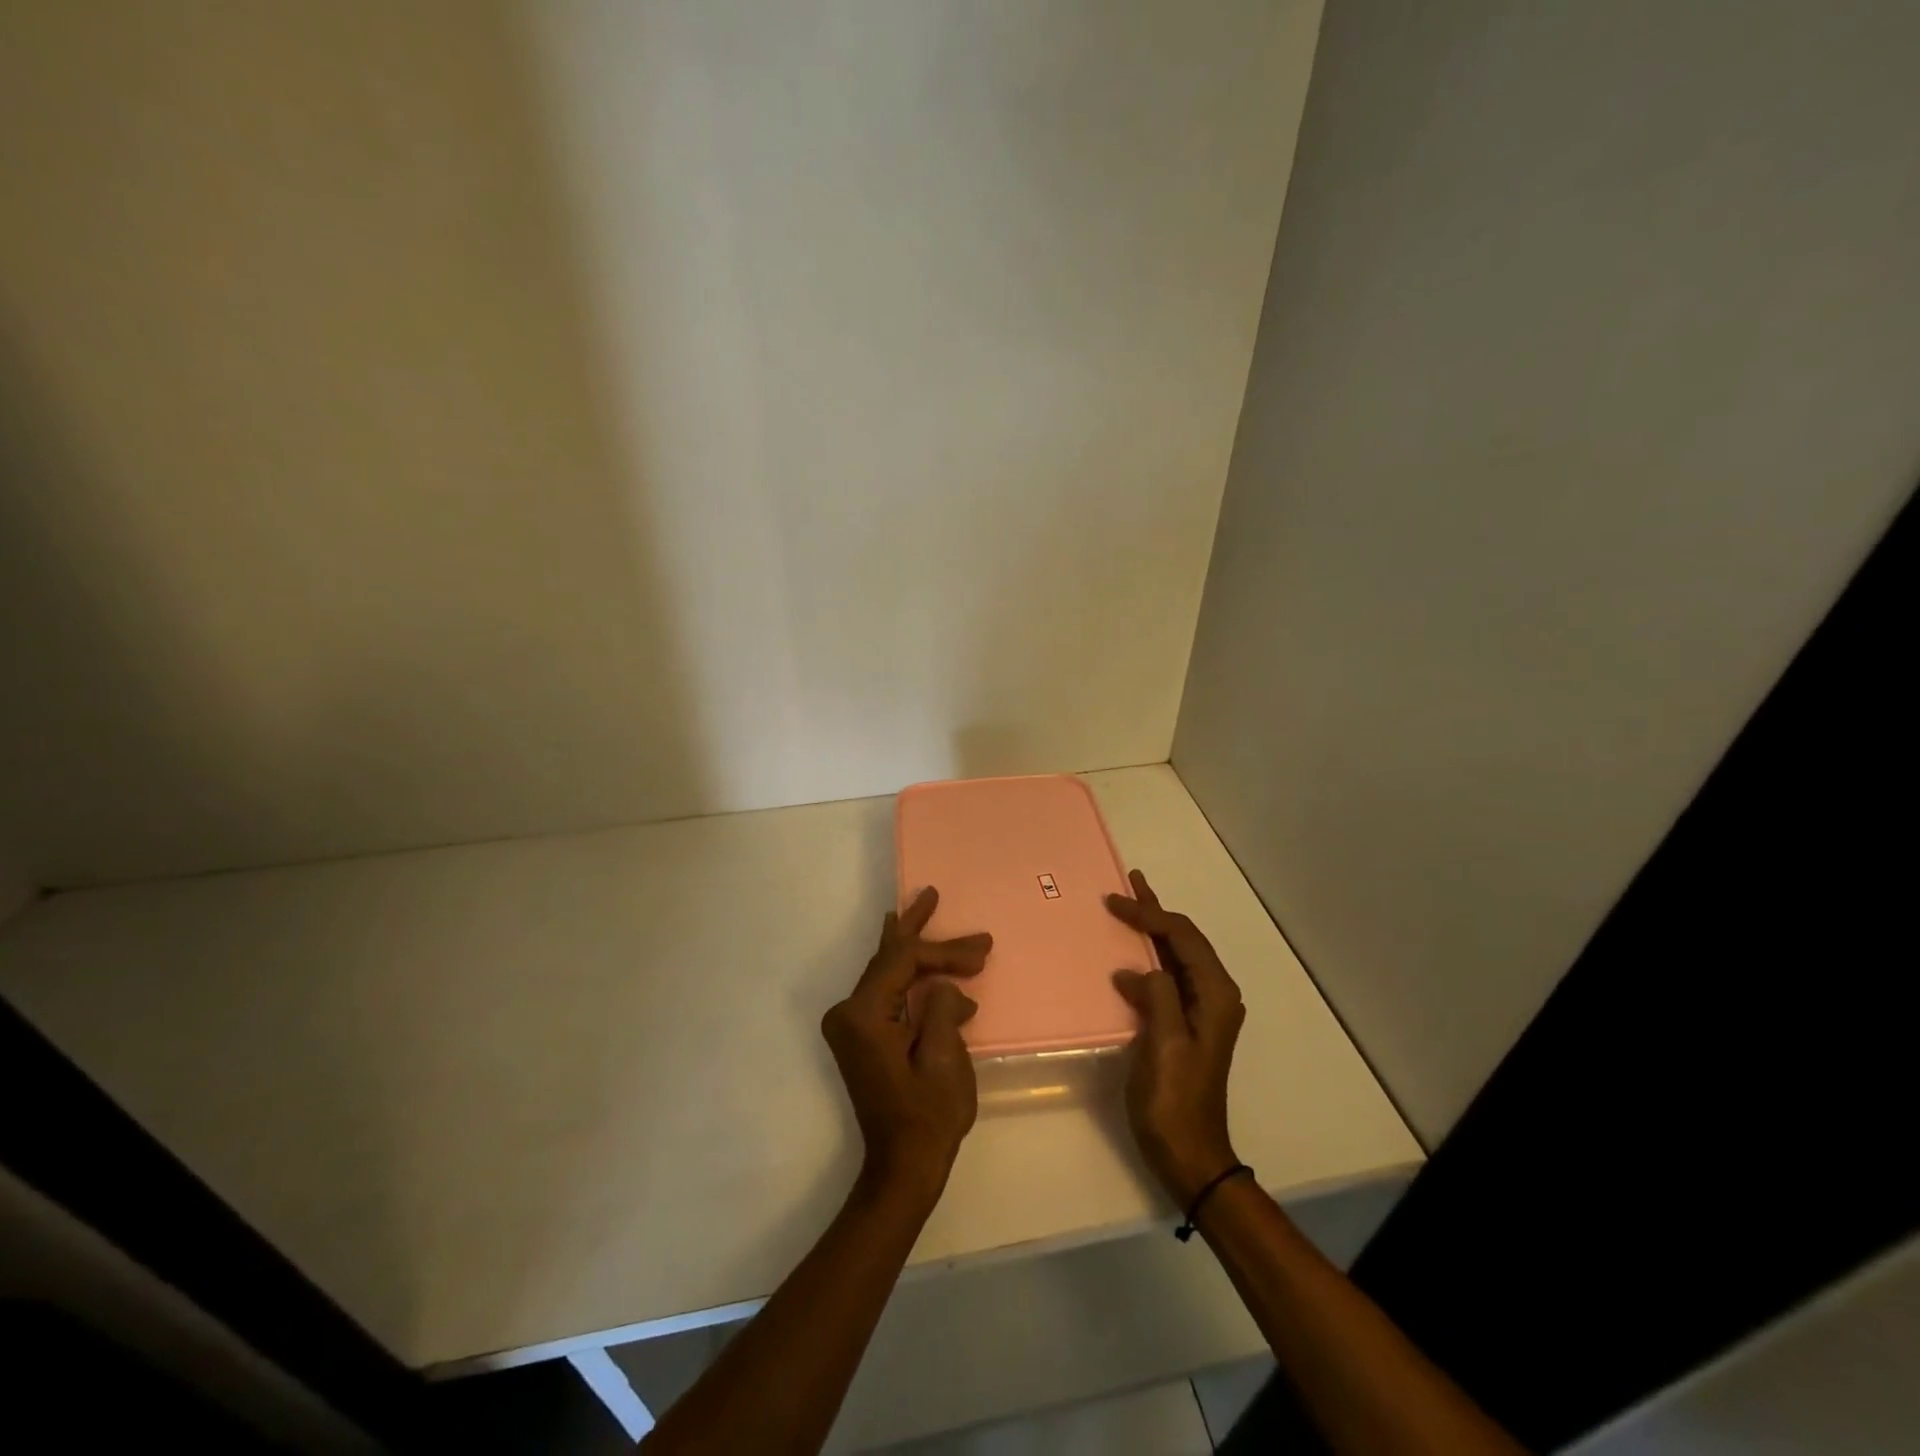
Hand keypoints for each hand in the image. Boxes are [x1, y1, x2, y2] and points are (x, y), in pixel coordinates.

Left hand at [820, 887, 992, 1205]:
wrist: (902, 1168)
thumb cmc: (926, 1116)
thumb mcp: (945, 1059)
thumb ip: (944, 1008)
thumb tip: (945, 988)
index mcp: (864, 1014)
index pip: (905, 961)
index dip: (945, 951)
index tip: (982, 952)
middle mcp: (850, 1012)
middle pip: (888, 957)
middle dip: (916, 927)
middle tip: (931, 893)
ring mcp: (853, 1024)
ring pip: (887, 971)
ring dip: (912, 948)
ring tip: (923, 912)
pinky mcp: (863, 1035)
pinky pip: (887, 990)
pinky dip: (909, 974)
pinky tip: (919, 961)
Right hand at [1106, 870, 1245, 1207]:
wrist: (1190, 1154)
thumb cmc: (1176, 1101)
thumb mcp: (1166, 1045)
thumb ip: (1159, 997)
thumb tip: (1140, 970)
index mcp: (1215, 995)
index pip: (1183, 937)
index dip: (1150, 915)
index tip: (1114, 902)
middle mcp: (1214, 995)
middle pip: (1184, 939)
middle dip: (1156, 911)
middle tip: (1130, 882)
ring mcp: (1202, 1010)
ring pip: (1176, 955)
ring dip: (1153, 931)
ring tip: (1129, 907)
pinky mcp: (1186, 1023)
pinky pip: (1167, 977)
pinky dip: (1148, 958)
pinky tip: (1129, 956)